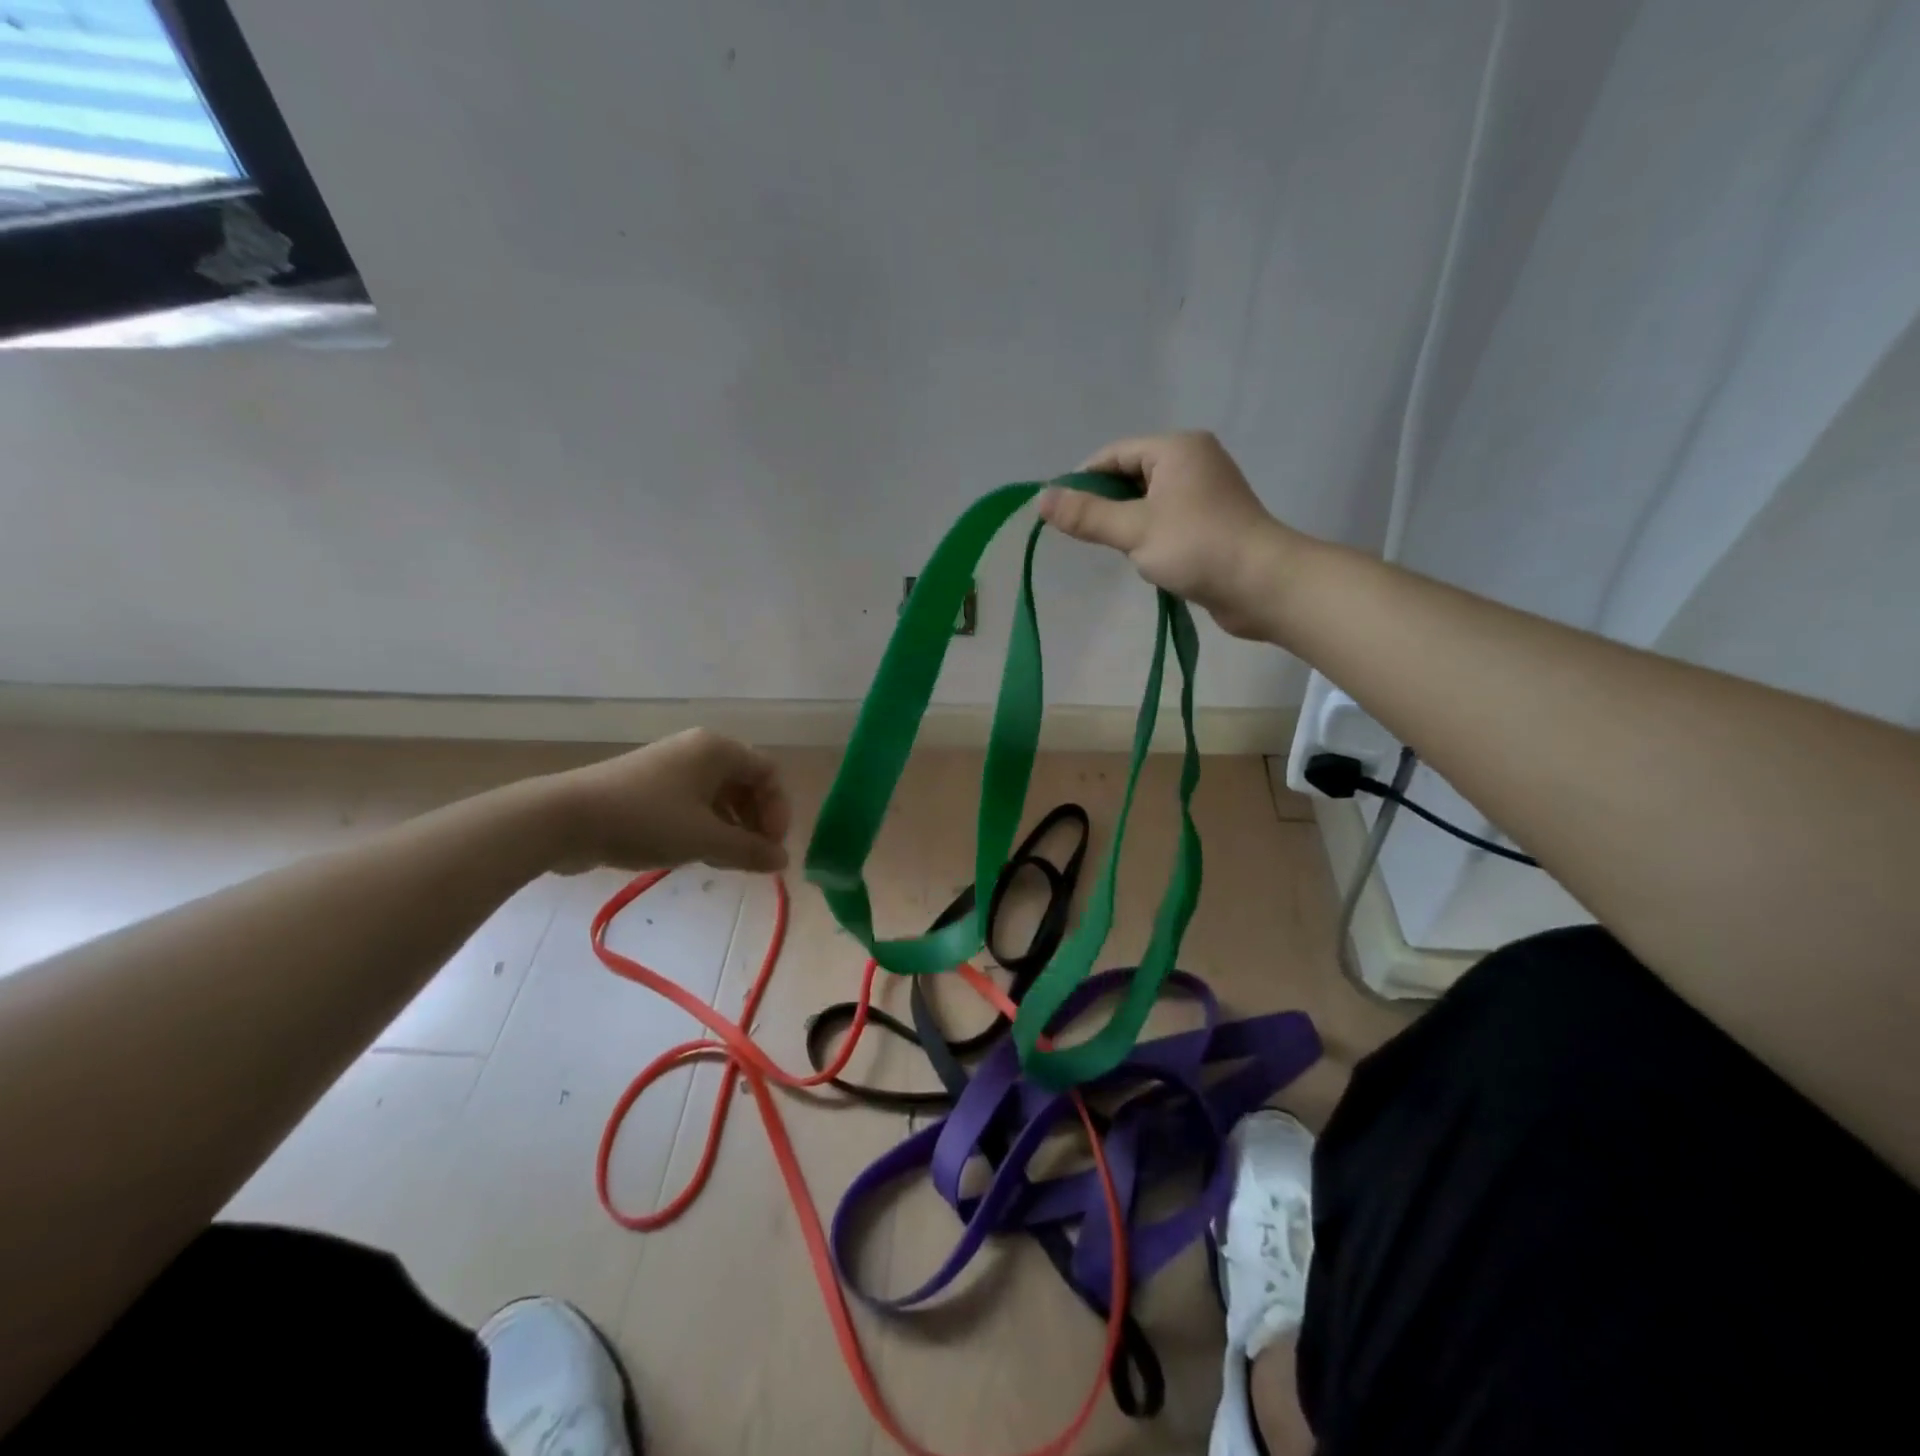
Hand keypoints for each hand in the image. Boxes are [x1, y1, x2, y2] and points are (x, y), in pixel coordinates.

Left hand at [548, 729, 790, 874]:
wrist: (565, 818)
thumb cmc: (646, 820)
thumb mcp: (706, 839)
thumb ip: (750, 850)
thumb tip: (783, 859)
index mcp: (718, 750)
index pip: (769, 773)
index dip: (778, 810)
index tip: (771, 847)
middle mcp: (698, 750)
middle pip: (745, 783)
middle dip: (755, 821)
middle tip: (752, 857)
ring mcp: (670, 766)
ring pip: (718, 796)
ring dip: (731, 828)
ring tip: (725, 861)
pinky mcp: (647, 786)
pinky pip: (691, 803)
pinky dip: (704, 826)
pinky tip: (696, 854)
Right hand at [1038, 431, 1296, 639]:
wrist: (1263, 585)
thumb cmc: (1197, 547)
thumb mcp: (1134, 530)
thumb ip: (1086, 515)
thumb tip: (1041, 498)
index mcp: (1176, 449)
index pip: (1114, 454)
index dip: (1083, 481)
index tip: (1060, 513)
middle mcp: (1193, 461)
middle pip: (1131, 476)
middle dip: (1106, 505)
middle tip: (1088, 536)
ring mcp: (1206, 492)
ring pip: (1148, 501)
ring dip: (1129, 525)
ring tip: (1121, 552)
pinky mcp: (1213, 521)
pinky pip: (1167, 519)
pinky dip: (1151, 536)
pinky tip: (1148, 561)